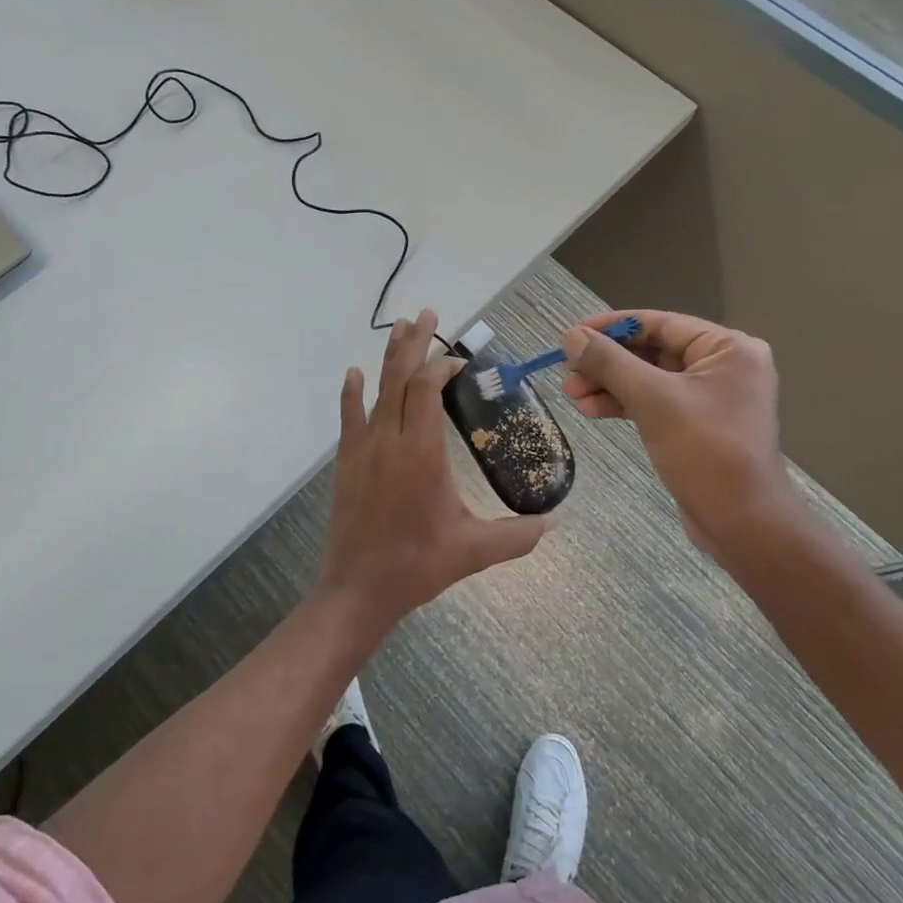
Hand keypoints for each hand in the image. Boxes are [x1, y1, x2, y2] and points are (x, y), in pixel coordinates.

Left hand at [318, 311, 553, 633]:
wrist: (358, 589)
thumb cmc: (417, 565)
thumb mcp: (474, 551)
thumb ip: (517, 535)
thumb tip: (555, 523)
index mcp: (422, 452)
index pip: (428, 391)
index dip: (442, 367)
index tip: (459, 360)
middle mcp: (390, 439)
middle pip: (400, 378)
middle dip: (414, 343)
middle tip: (426, 313)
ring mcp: (364, 448)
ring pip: (376, 390)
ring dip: (389, 357)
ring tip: (400, 326)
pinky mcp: (347, 462)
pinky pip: (349, 417)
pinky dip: (352, 392)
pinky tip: (354, 373)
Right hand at [561, 310, 801, 558]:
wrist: (743, 525)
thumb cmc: (706, 452)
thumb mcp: (653, 400)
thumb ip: (610, 363)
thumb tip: (571, 336)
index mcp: (727, 348)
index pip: (659, 323)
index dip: (612, 327)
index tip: (571, 334)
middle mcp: (722, 365)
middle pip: (651, 350)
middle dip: (607, 362)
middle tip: (567, 373)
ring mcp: (709, 397)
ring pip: (648, 378)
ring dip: (609, 384)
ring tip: (572, 394)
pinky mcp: (696, 424)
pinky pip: (654, 402)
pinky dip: (623, 404)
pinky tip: (591, 409)